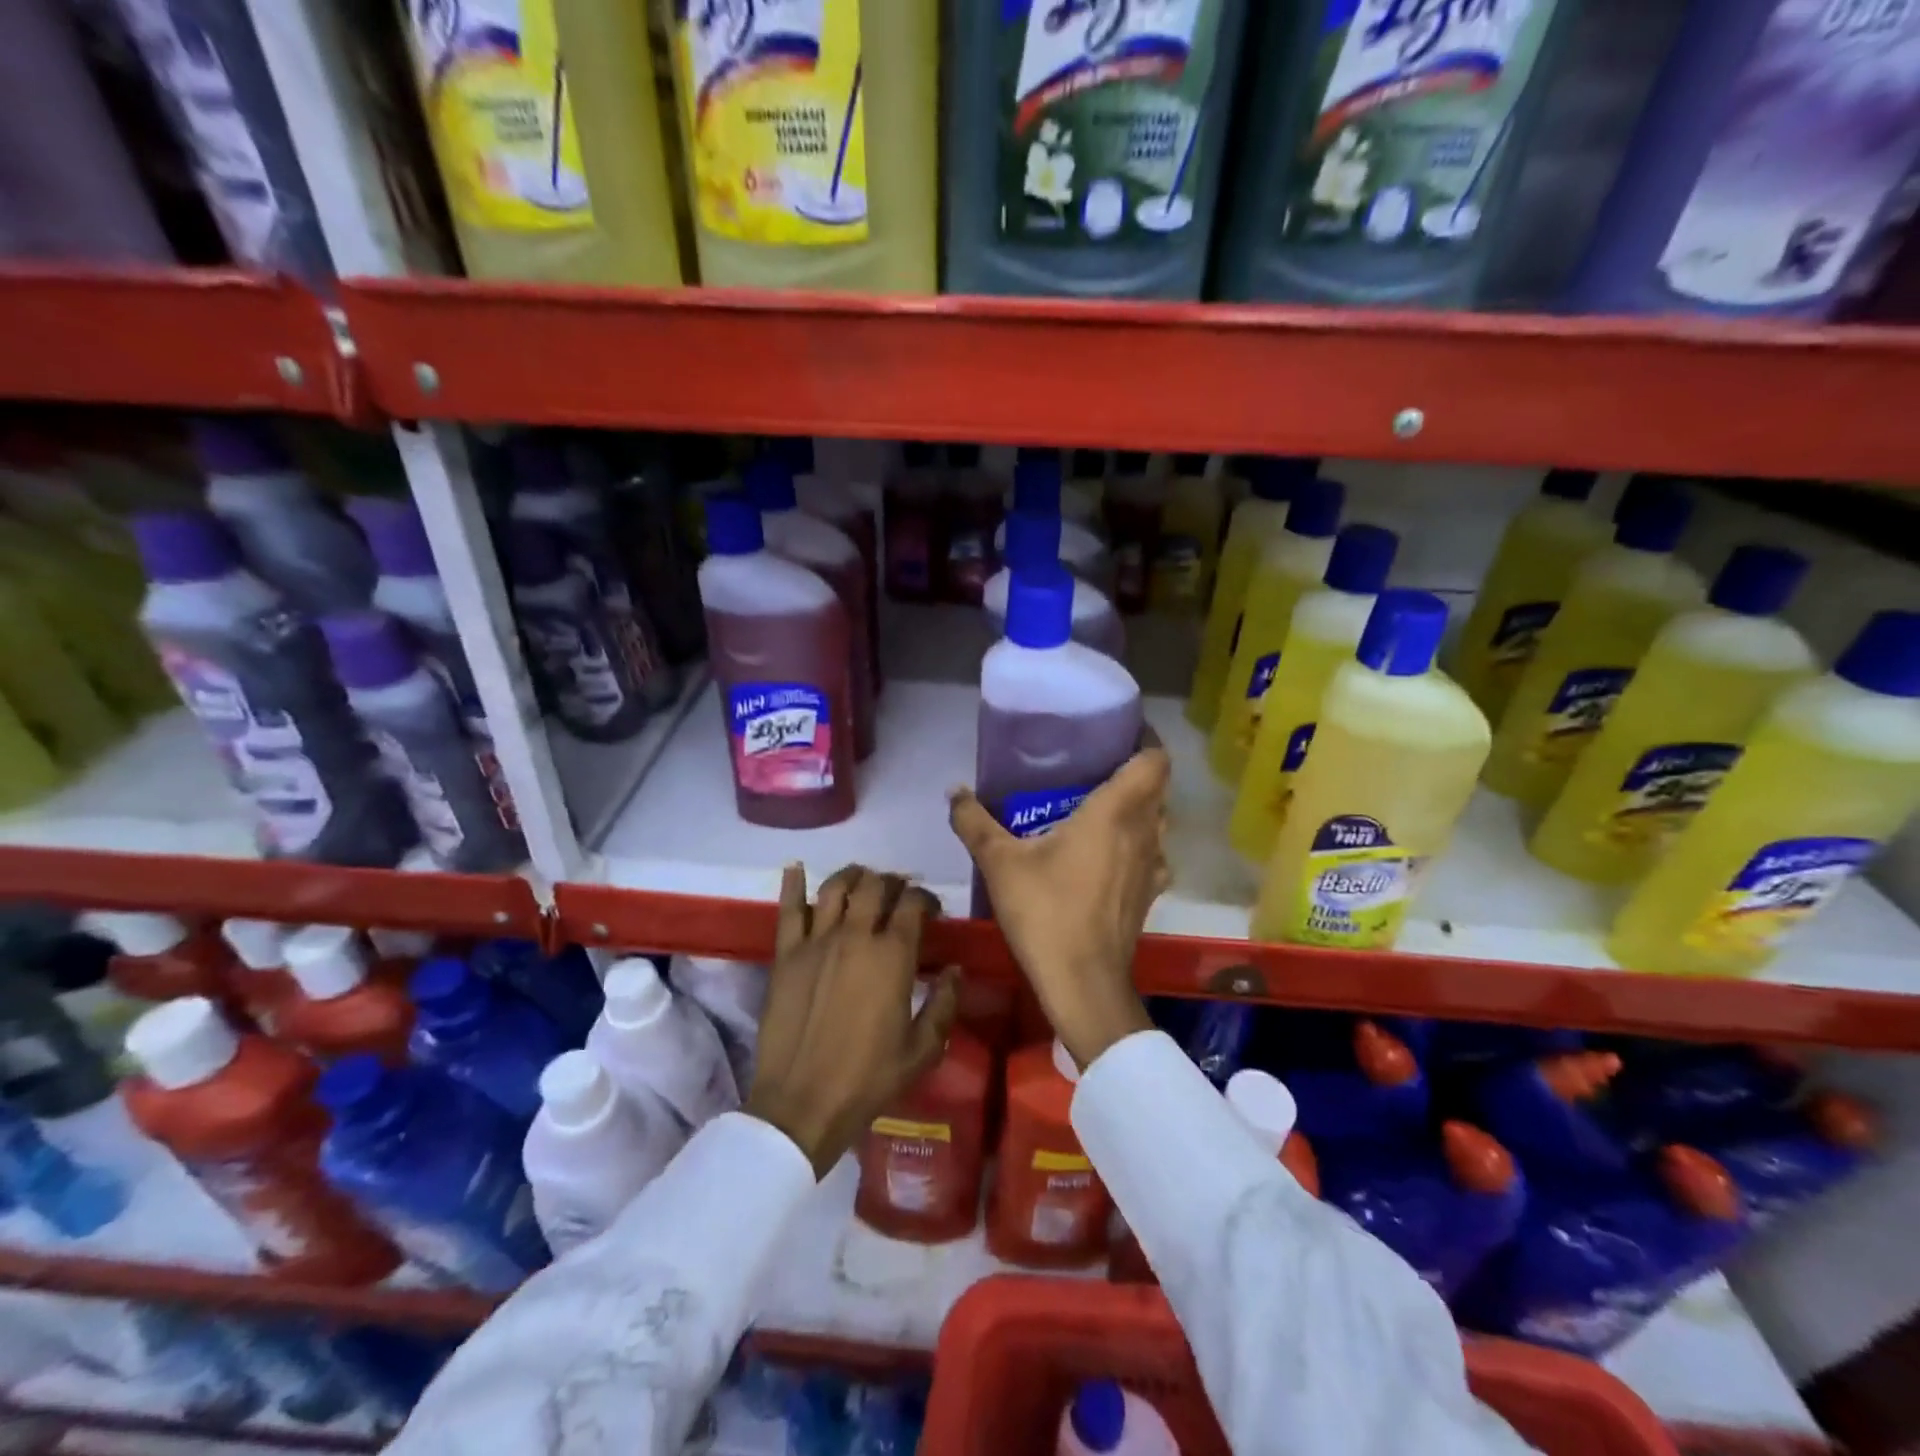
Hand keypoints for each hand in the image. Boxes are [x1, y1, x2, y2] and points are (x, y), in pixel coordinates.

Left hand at [746, 864, 959, 1177]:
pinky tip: (797, 868)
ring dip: (854, 876)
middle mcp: (856, 936)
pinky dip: (794, 884)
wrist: (802, 1104)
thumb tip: (954, 969)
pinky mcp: (785, 954)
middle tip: (897, 894)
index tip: (931, 909)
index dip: (925, 897)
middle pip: (875, 886)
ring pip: (836, 887)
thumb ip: (944, 1004)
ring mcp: (816, 941)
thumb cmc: (868, 1079)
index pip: (912, 903)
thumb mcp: (922, 1050)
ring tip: (862, 879)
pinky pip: (789, 909)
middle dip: (892, 882)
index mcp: (893, 955)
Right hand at [949, 748, 1170, 1070]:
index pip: (1154, 759)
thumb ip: (975, 822)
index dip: (1144, 739)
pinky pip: (1152, 853)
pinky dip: (1137, 843)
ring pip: (1158, 821)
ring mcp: (1153, 866)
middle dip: (1133, 770)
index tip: (1116, 731)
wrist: (1083, 983)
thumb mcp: (1000, 863)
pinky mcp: (1149, 894)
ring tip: (1099, 804)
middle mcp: (1145, 832)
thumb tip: (954, 791)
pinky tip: (1107, 853)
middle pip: (1157, 787)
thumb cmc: (1046, 912)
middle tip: (1093, 765)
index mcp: (1117, 812)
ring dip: (1138, 807)